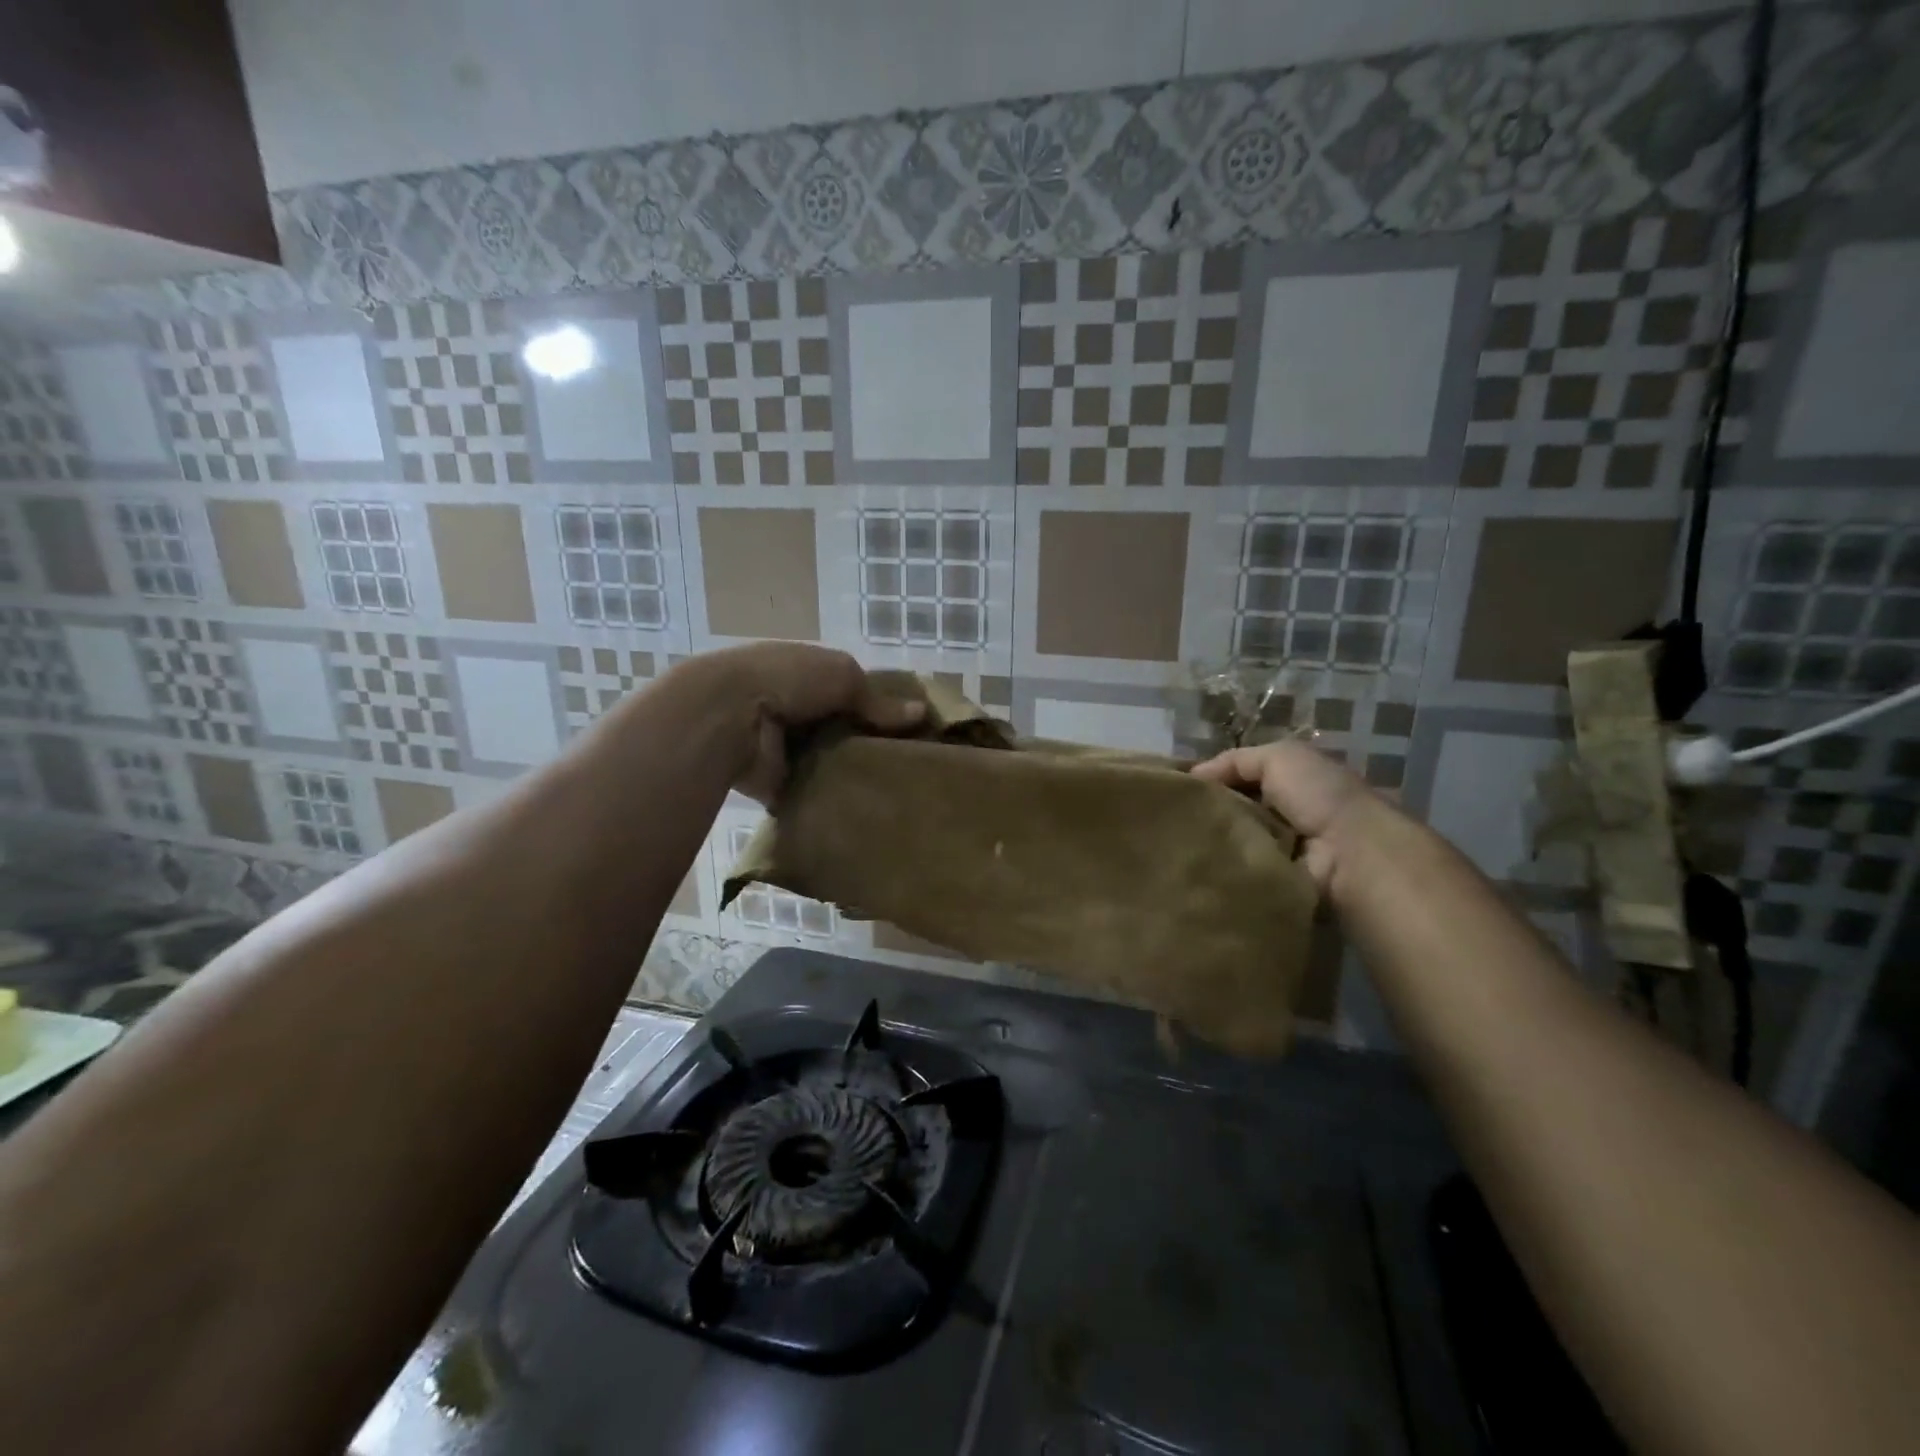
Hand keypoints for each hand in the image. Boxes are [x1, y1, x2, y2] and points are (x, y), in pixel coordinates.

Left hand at [688, 643, 922, 802]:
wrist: (730, 716)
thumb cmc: (788, 680)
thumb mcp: (842, 676)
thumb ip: (878, 699)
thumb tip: (921, 713)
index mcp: (808, 675)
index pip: (851, 692)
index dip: (879, 707)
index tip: (912, 729)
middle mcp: (797, 710)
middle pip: (842, 729)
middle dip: (869, 744)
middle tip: (911, 765)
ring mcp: (786, 748)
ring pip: (830, 762)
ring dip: (852, 773)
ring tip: (897, 791)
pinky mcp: (779, 783)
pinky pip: (813, 792)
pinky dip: (832, 799)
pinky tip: (867, 809)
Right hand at [1191, 738, 1376, 890]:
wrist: (1351, 854)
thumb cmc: (1319, 795)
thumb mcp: (1279, 757)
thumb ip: (1234, 761)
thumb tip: (1192, 776)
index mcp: (1291, 782)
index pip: (1239, 778)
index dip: (1210, 781)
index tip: (1177, 789)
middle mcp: (1285, 815)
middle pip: (1233, 810)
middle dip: (1206, 812)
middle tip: (1171, 817)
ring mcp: (1280, 851)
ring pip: (1231, 841)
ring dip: (1211, 841)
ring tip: (1178, 842)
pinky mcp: (1275, 881)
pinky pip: (1237, 870)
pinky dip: (1221, 867)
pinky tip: (1197, 863)